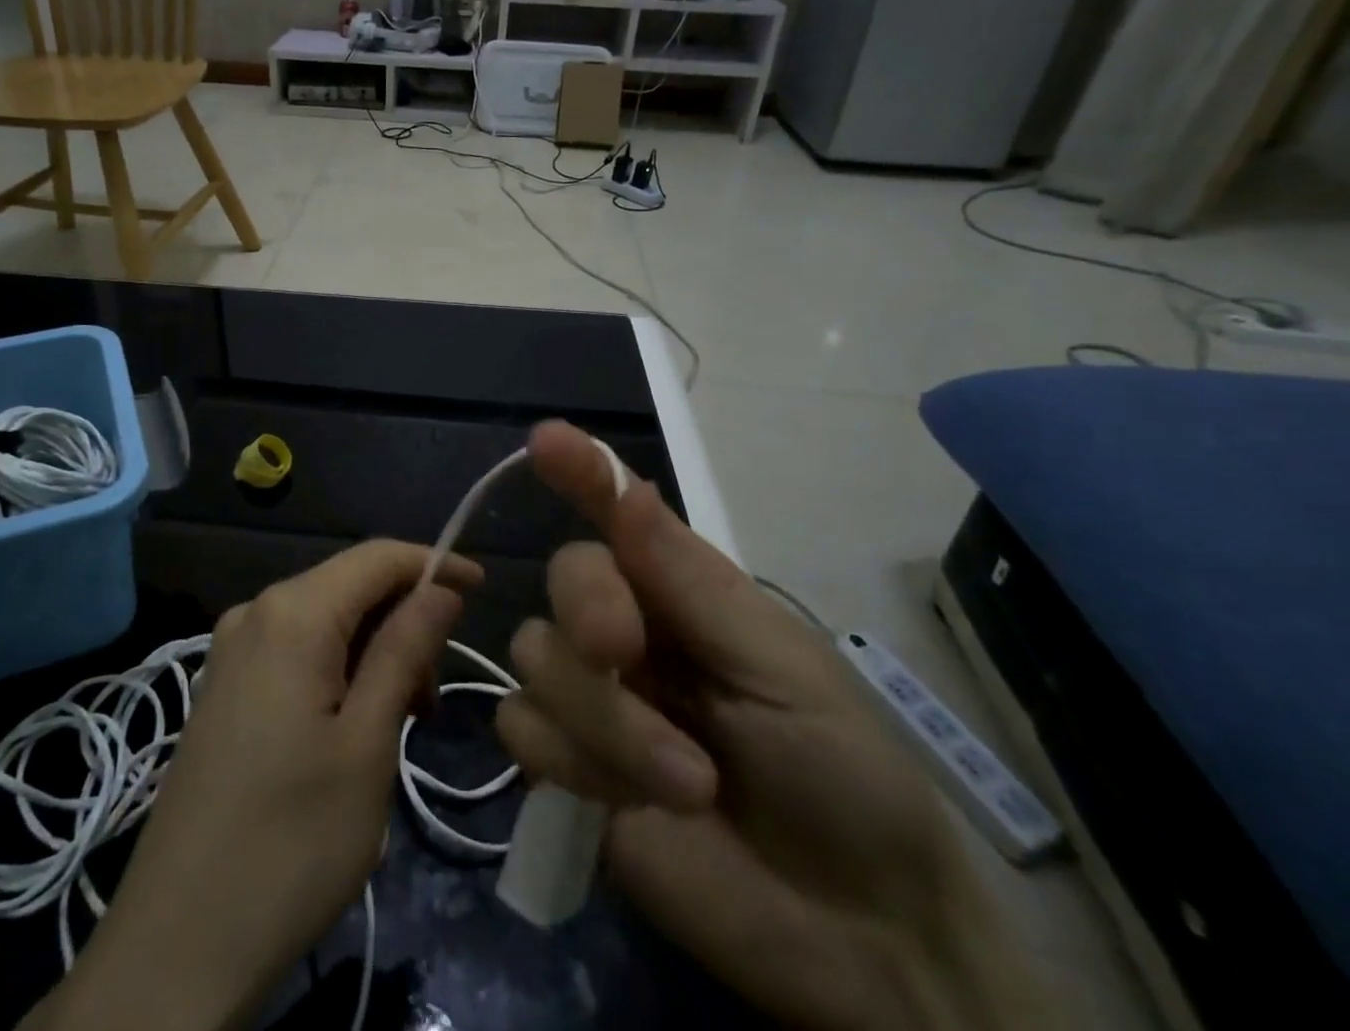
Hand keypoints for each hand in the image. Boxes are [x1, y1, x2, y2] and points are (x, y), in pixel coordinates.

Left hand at [25, 540, 480, 1030]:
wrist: (178, 942)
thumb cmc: (292, 841)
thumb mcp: (368, 743)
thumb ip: (405, 650)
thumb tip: (440, 588)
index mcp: (292, 612)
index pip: (377, 556)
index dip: (434, 563)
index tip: (482, 589)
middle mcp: (256, 611)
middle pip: (350, 585)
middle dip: (404, 618)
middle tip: (435, 691)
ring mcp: (232, 648)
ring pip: (326, 619)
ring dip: (375, 649)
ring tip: (404, 717)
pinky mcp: (225, 685)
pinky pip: (296, 648)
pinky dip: (340, 667)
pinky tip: (357, 720)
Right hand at [496, 422, 1053, 1030]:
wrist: (855, 935)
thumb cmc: (842, 774)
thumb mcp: (781, 666)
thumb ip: (691, 582)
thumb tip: (626, 488)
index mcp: (682, 592)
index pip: (617, 512)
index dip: (581, 471)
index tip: (547, 440)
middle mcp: (628, 630)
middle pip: (563, 578)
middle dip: (588, 610)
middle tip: (623, 654)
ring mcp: (592, 699)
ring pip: (535, 655)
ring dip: (603, 720)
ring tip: (685, 780)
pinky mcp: (567, 767)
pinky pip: (520, 727)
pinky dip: (570, 762)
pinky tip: (625, 804)